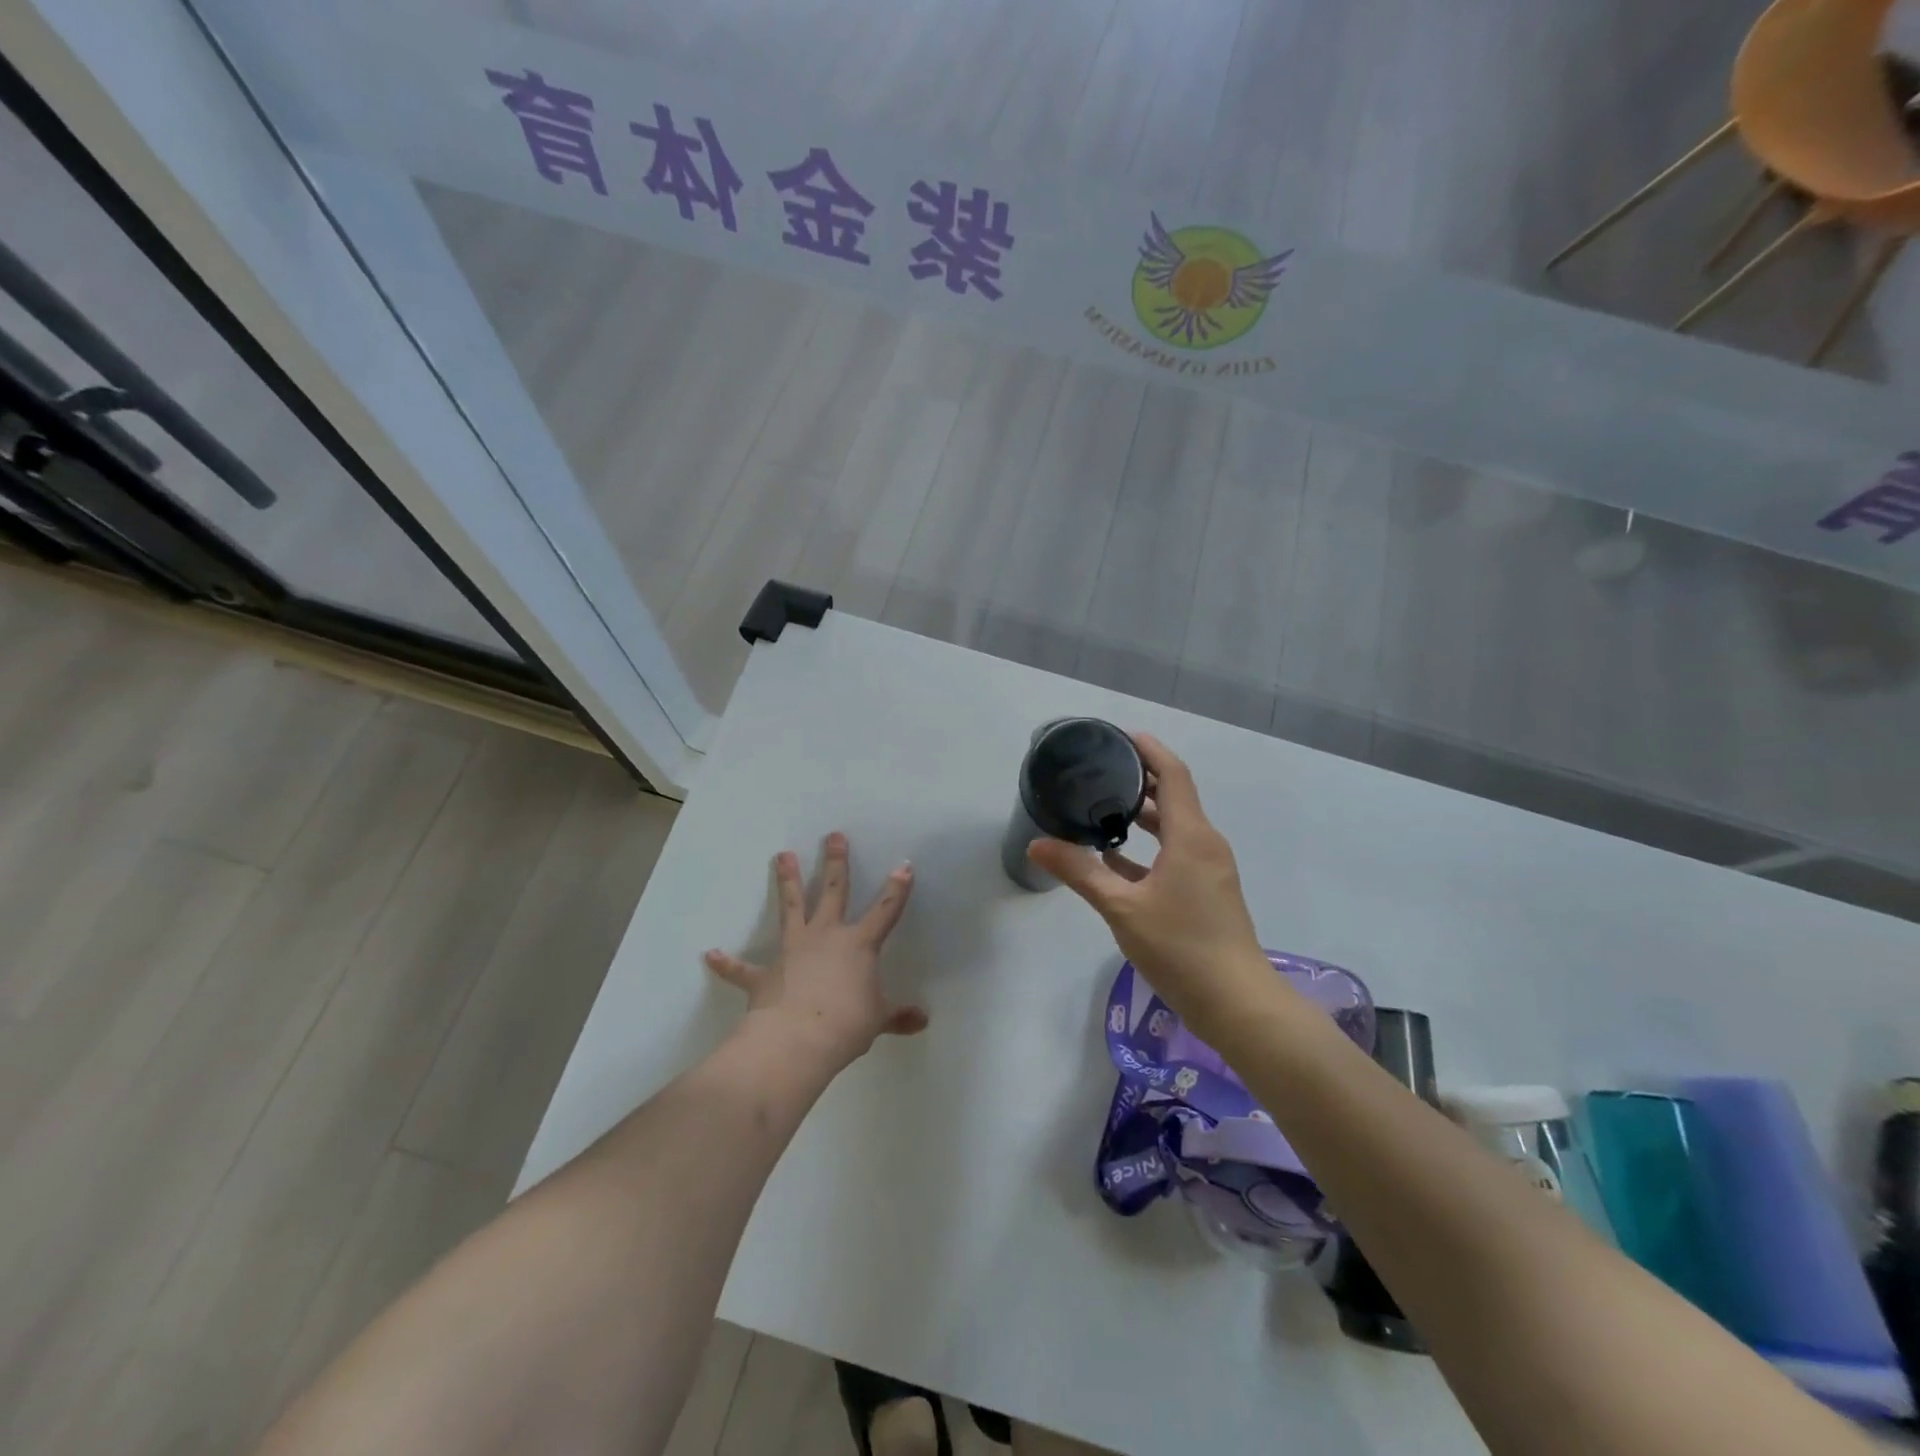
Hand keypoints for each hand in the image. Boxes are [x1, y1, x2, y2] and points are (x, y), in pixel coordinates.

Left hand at [705, 832, 927, 1067]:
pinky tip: (710, 954)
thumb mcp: (878, 1019)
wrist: (798, 1040)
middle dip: (835, 862)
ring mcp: (792, 951)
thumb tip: (922, 1021)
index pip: (885, 911)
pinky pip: (742, 968)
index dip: (897, 889)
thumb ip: (898, 1016)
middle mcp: (825, 936)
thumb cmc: (847, 1024)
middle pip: (832, 891)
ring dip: (786, 881)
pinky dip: (726, 962)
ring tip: (782, 854)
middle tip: (833, 836)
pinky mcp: (764, 974)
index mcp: (858, 944)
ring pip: (790, 907)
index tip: (903, 865)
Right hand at [1028, 734, 1270, 1037]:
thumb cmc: (1181, 947)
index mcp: (1192, 837)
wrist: (1236, 1003)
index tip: (1121, 735)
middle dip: (1141, 780)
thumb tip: (1037, 844)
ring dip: (1143, 815)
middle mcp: (1205, 845)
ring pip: (1174, 829)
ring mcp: (1209, 870)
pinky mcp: (1207, 893)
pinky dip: (1148, 849)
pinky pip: (1175, 856)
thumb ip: (1080, 872)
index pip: (1174, 775)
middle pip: (1175, 797)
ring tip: (1102, 806)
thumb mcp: (1122, 908)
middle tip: (1101, 769)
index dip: (1150, 750)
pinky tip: (1115, 860)